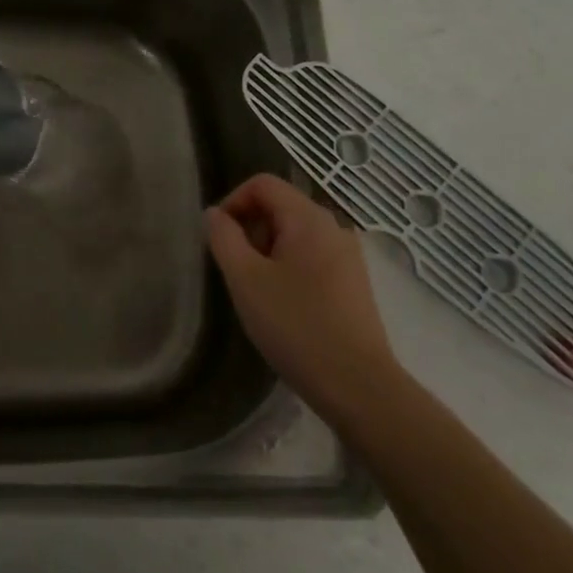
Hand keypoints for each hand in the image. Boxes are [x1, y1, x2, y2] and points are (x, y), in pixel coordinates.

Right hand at [205, 173, 400, 418]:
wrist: (358, 387)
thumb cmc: (295, 326)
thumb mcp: (245, 279)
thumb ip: (223, 238)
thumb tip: (214, 214)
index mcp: (309, 218)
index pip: (263, 184)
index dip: (233, 202)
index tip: (218, 238)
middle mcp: (334, 228)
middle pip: (280, 207)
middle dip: (250, 230)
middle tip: (235, 270)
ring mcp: (349, 257)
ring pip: (295, 235)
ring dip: (267, 252)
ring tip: (256, 292)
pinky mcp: (354, 285)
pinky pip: (311, 258)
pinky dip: (288, 269)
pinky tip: (283, 307)